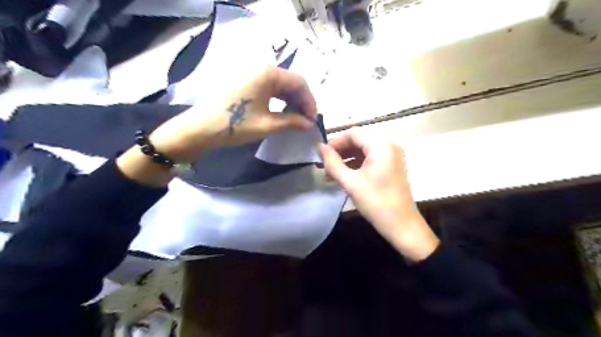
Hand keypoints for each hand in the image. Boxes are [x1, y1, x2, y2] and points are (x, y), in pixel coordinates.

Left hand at [147, 66, 318, 161]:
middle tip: (305, 121)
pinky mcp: (243, 81)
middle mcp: (260, 67)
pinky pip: (268, 87)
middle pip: (290, 82)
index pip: (299, 82)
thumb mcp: (267, 125)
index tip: (312, 120)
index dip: (310, 102)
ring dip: (290, 101)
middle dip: (301, 101)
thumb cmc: (235, 125)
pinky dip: (278, 99)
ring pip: (279, 85)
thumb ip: (292, 121)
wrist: (199, 128)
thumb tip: (309, 124)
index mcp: (267, 73)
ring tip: (295, 119)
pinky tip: (281, 112)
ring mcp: (250, 73)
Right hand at [319, 131, 440, 261]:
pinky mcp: (391, 166)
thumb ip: (333, 163)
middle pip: (358, 141)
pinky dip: (356, 166)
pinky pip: (370, 160)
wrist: (402, 225)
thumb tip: (319, 147)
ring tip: (330, 174)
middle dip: (340, 152)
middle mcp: (389, 146)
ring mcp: (391, 156)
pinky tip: (342, 177)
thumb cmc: (376, 202)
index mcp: (381, 146)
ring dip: (346, 160)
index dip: (335, 142)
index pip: (353, 134)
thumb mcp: (350, 182)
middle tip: (324, 166)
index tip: (321, 155)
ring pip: (363, 151)